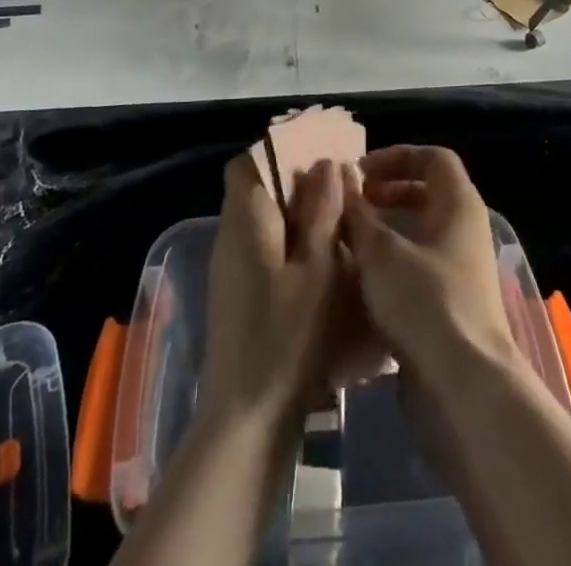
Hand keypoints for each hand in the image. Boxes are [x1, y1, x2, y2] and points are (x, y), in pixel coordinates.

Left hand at [199, 153, 344, 429]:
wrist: (246, 421)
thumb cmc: (285, 339)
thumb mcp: (316, 271)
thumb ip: (321, 213)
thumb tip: (326, 164)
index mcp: (244, 219)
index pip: (247, 162)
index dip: (280, 150)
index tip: (318, 154)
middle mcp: (230, 235)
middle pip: (256, 188)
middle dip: (296, 182)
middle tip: (340, 188)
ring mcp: (230, 268)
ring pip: (262, 219)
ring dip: (297, 214)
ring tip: (339, 223)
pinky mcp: (238, 295)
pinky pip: (263, 249)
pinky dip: (290, 244)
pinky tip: (322, 264)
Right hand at [340, 146, 518, 380]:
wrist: (464, 389)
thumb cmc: (425, 302)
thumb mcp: (380, 251)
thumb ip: (357, 212)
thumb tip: (338, 176)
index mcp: (459, 204)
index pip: (434, 158)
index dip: (397, 156)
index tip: (361, 173)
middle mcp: (465, 232)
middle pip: (427, 194)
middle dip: (387, 194)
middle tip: (352, 204)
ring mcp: (461, 272)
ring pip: (420, 236)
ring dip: (385, 233)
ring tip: (347, 242)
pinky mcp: (451, 308)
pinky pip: (419, 271)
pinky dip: (391, 268)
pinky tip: (359, 284)